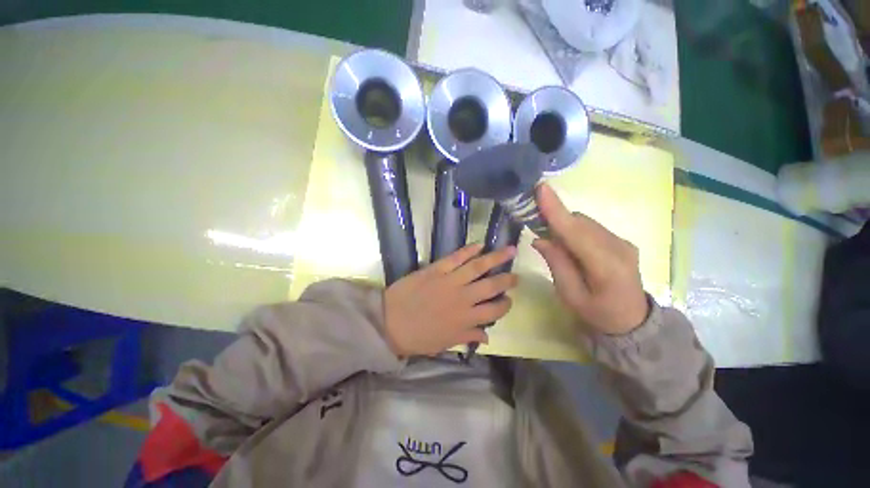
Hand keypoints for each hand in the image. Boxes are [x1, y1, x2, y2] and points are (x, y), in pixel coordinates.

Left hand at [384, 244, 518, 356]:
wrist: (390, 322)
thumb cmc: (418, 337)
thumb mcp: (444, 343)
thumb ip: (467, 337)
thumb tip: (488, 337)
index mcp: (466, 320)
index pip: (494, 311)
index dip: (505, 304)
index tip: (508, 299)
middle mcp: (463, 299)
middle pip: (491, 286)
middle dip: (507, 280)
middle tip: (516, 275)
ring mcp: (450, 281)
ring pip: (478, 267)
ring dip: (496, 258)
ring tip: (510, 250)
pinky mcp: (436, 269)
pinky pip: (455, 258)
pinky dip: (468, 250)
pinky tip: (480, 244)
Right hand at [532, 184, 648, 334]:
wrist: (633, 322)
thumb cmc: (598, 314)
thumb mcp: (570, 295)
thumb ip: (556, 263)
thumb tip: (540, 238)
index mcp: (605, 266)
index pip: (576, 232)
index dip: (556, 210)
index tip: (541, 189)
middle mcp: (618, 247)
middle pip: (580, 222)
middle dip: (556, 219)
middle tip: (535, 225)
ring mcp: (623, 242)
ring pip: (585, 222)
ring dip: (565, 225)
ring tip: (552, 240)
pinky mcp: (622, 241)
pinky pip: (591, 228)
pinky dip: (575, 230)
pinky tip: (569, 245)